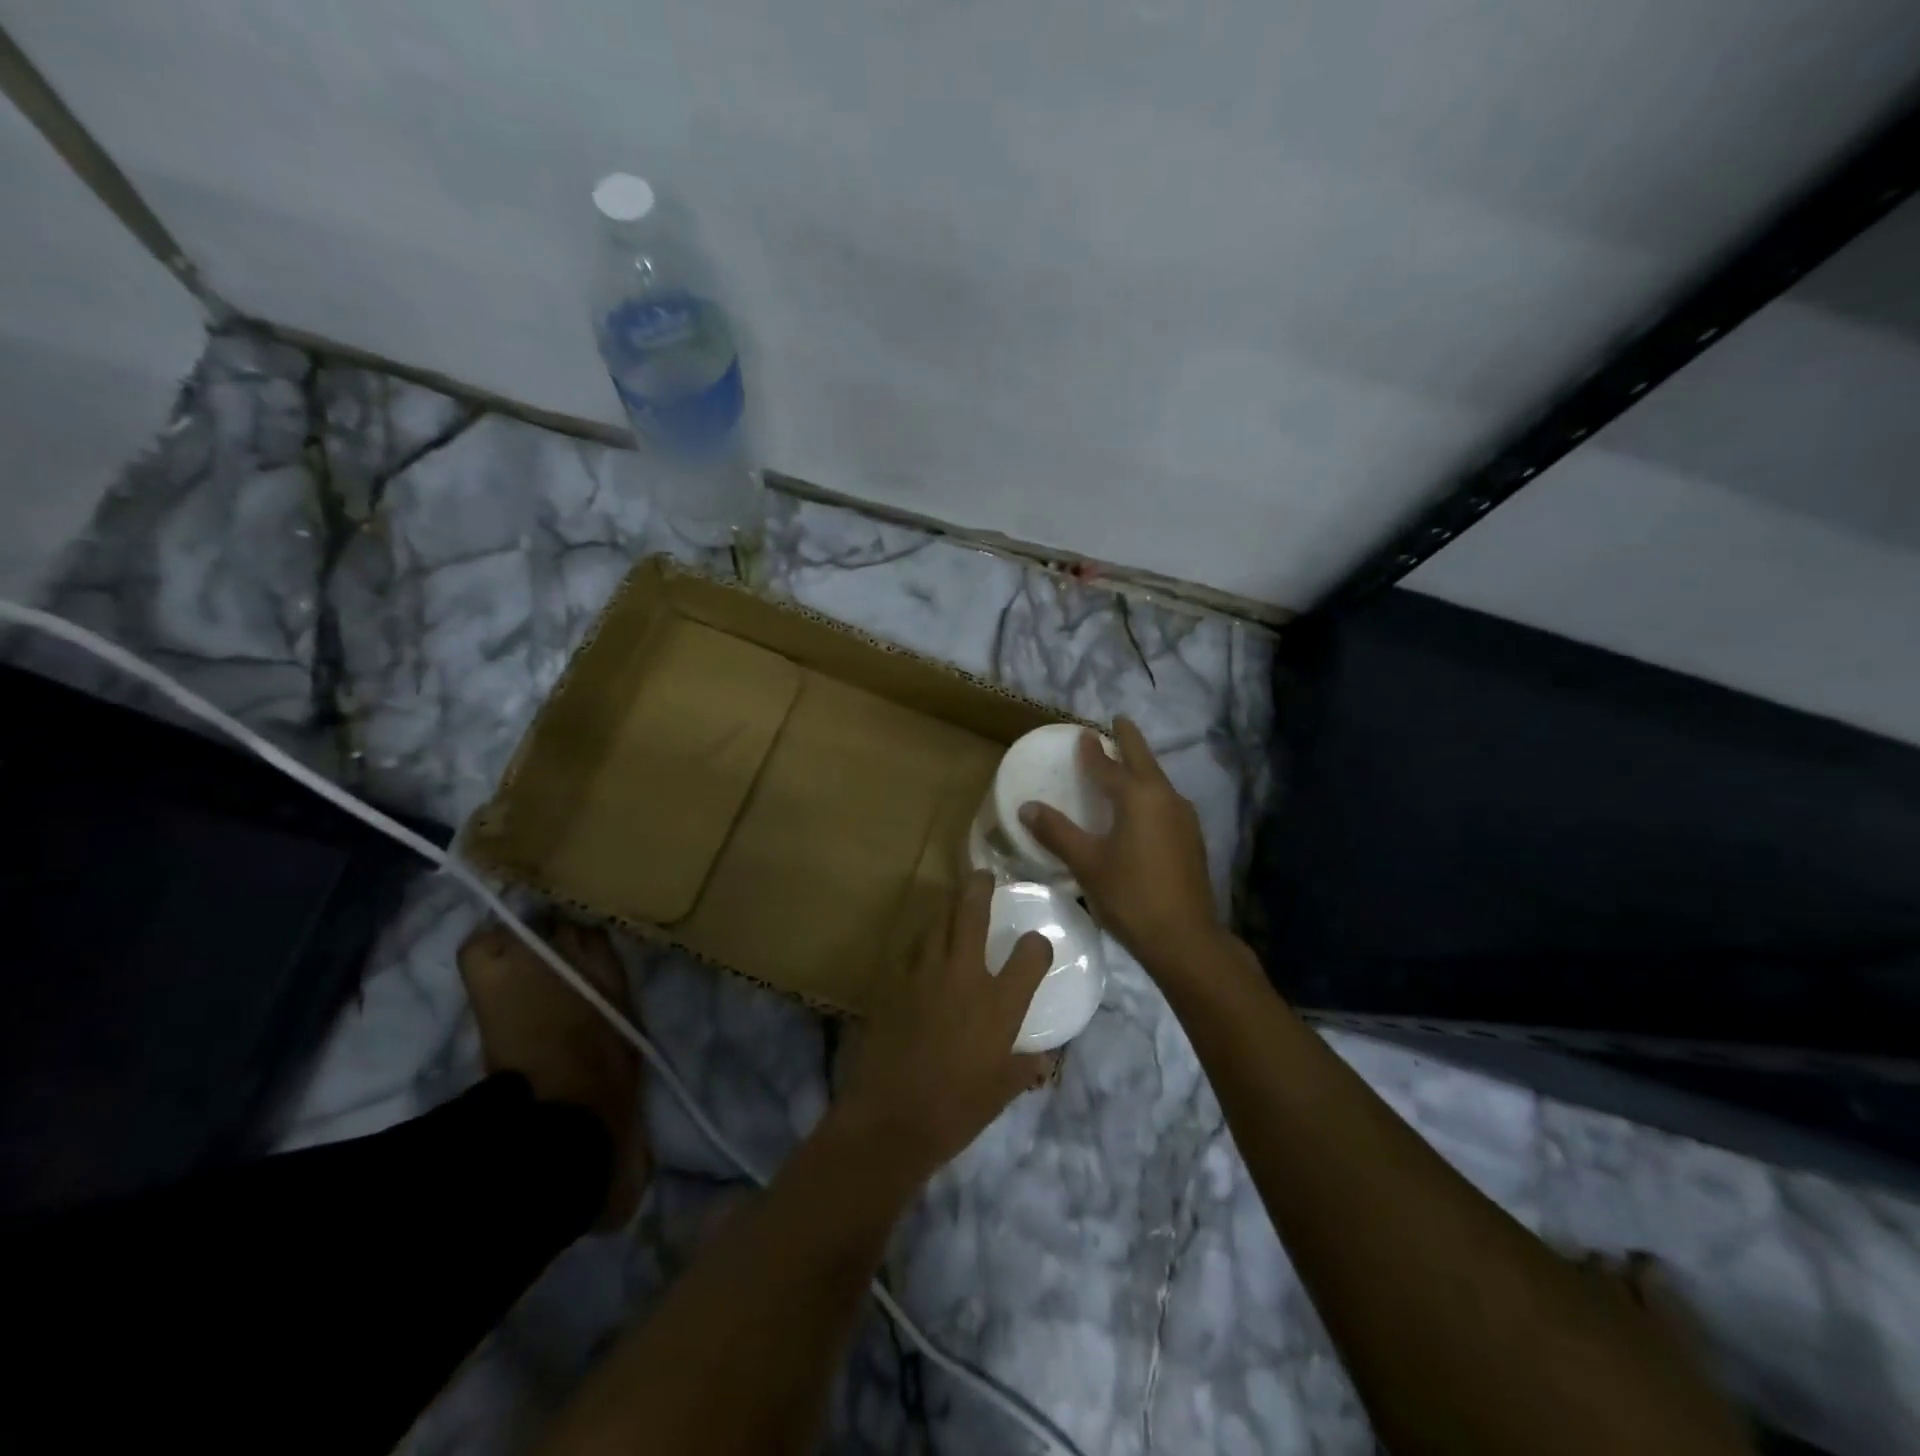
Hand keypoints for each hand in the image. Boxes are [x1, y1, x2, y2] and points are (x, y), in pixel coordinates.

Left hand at [840, 873, 1053, 1179]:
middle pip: (972, 915)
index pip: (1029, 955)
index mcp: (999, 1003)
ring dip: (947, 911)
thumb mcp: (1003, 1091)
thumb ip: (1025, 1067)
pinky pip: (911, 951)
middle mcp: (964, 976)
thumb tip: (1041, 1059)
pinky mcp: (894, 983)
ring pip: (936, 924)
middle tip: (983, 875)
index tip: (1036, 945)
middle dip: (980, 888)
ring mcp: (924, 975)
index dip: (1037, 946)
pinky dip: (921, 944)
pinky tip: (923, 950)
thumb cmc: (957, 1109)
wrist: (891, 1118)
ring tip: (953, 905)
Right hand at [1020, 717, 1219, 973]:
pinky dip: (1150, 790)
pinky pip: (1166, 801)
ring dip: (1142, 766)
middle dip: (1130, 740)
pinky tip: (1143, 805)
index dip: (1093, 750)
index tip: (1083, 733)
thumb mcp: (1087, 863)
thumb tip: (1027, 807)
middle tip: (1119, 721)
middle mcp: (1165, 798)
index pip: (1109, 766)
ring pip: (1158, 781)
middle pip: (1144, 761)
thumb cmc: (1131, 895)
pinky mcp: (1191, 839)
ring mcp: (1184, 818)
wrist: (1185, 938)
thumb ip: (1057, 832)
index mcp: (1139, 797)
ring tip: (1127, 761)